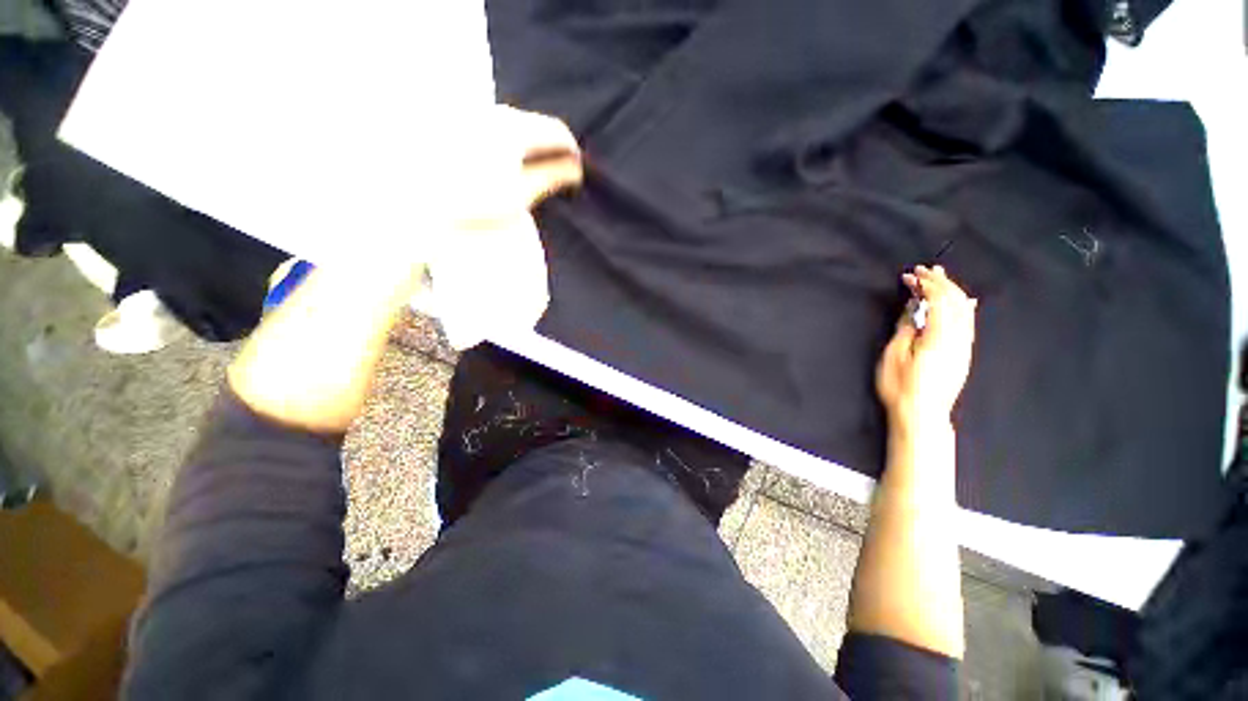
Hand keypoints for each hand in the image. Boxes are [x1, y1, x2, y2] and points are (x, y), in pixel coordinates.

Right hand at [875, 265, 977, 430]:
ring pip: (965, 310)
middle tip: (924, 270)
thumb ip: (906, 327)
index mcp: (939, 335)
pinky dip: (964, 306)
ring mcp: (964, 346)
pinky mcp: (963, 353)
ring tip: (941, 278)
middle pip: (955, 301)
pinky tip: (965, 301)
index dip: (926, 283)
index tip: (911, 273)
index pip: (939, 300)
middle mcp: (958, 337)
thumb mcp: (895, 354)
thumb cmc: (900, 385)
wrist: (922, 414)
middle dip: (940, 282)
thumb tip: (914, 307)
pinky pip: (969, 322)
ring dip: (952, 291)